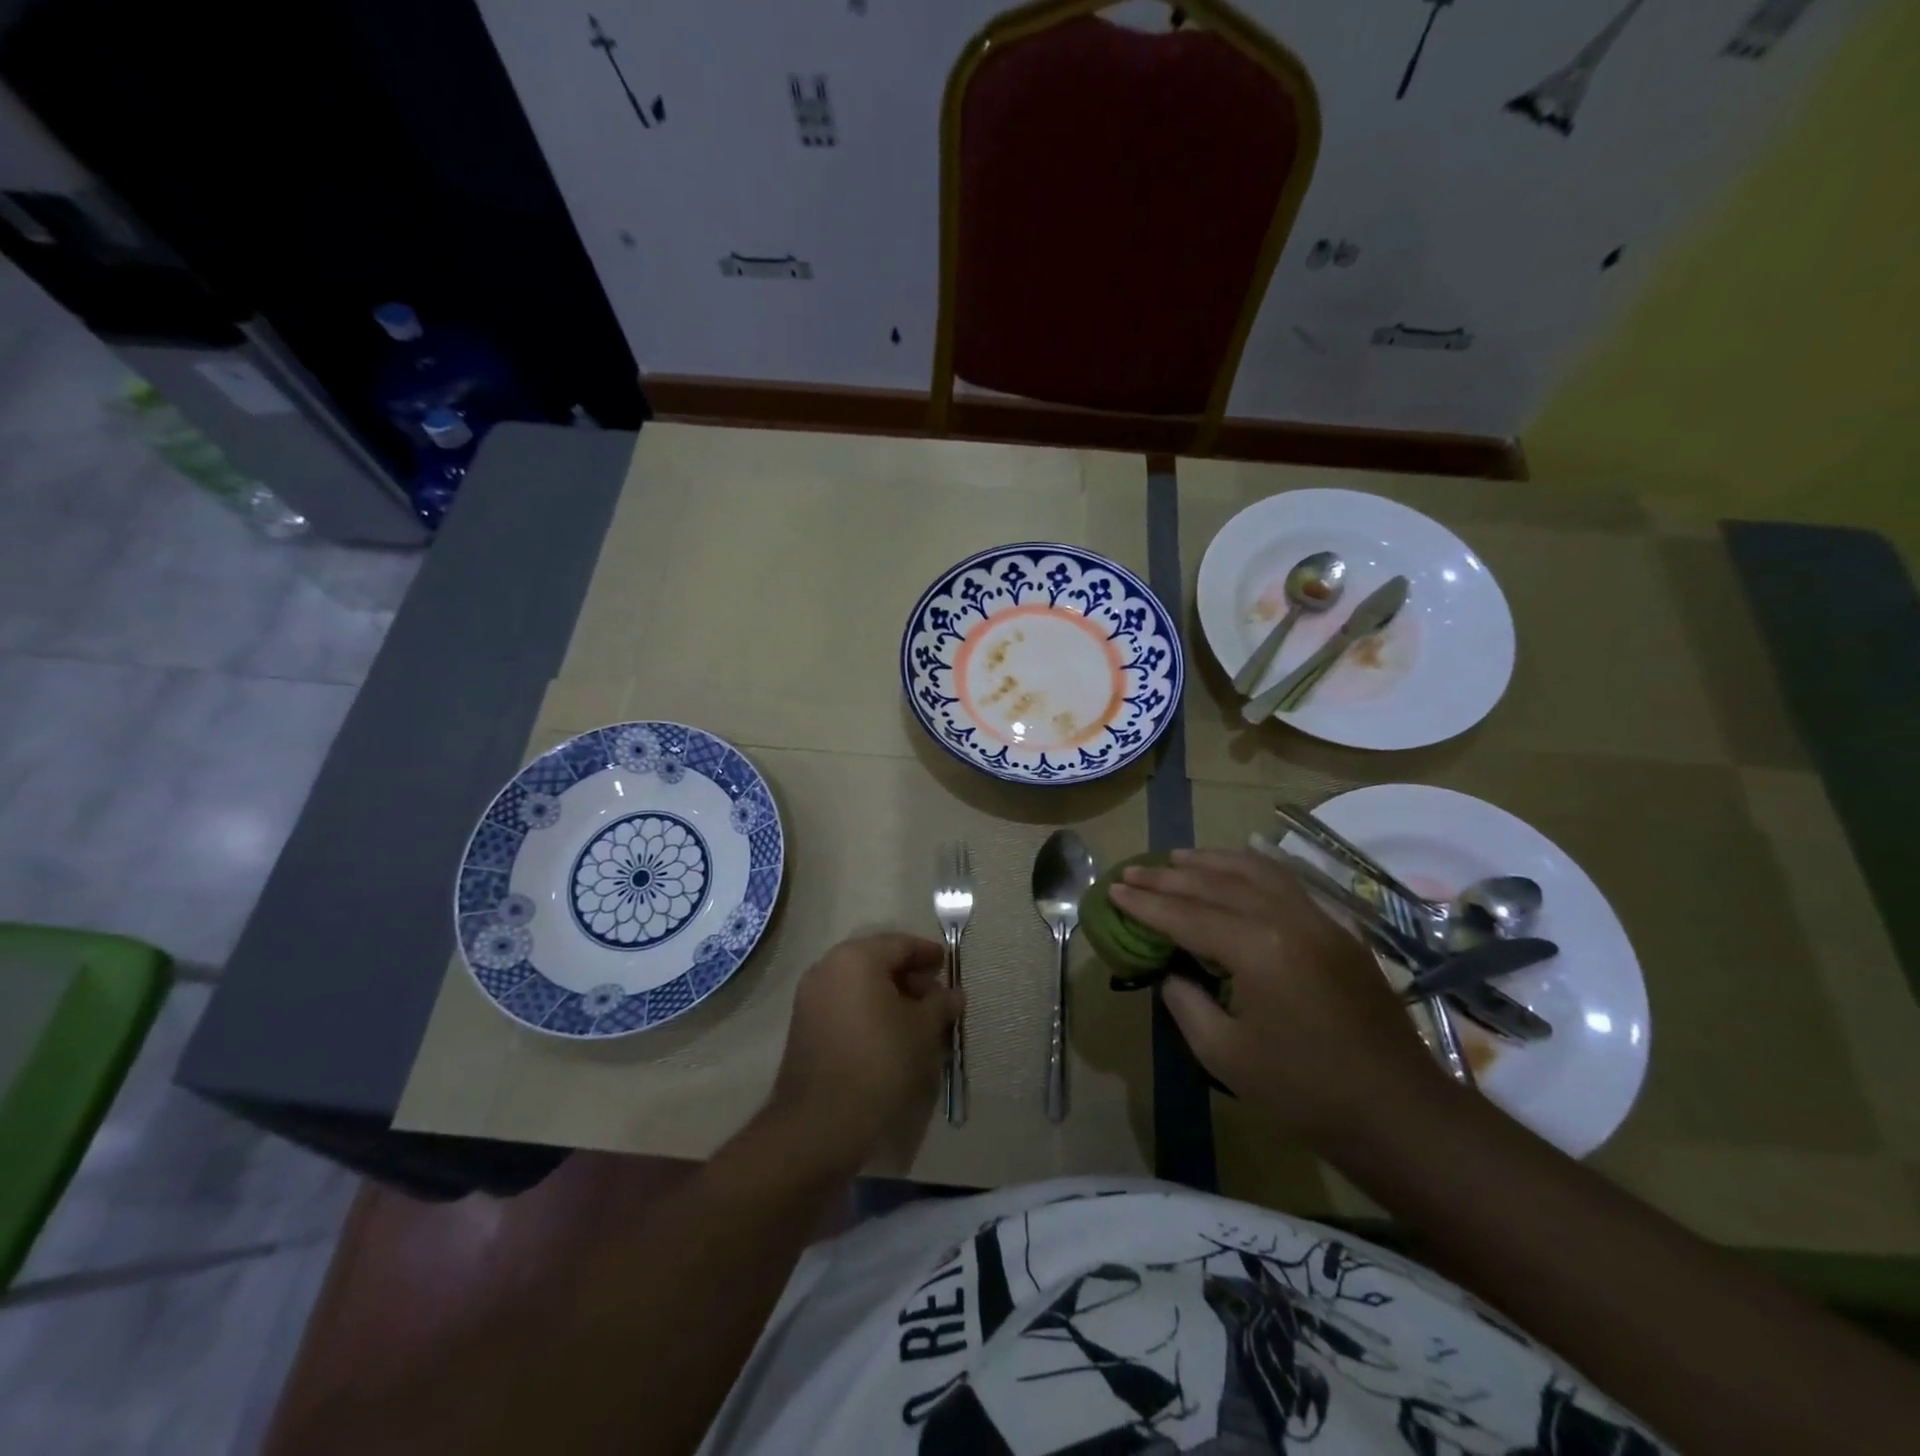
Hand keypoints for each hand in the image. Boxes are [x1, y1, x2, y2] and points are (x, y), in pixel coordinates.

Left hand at [769, 933, 960, 1170]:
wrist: (820, 1123)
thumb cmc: (879, 1062)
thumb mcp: (923, 1030)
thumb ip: (941, 1003)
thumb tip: (953, 993)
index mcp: (856, 958)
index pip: (900, 944)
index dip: (928, 954)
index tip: (949, 966)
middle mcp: (827, 968)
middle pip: (877, 961)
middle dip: (909, 976)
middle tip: (937, 998)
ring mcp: (811, 997)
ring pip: (860, 984)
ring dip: (890, 995)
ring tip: (918, 1020)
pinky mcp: (805, 1026)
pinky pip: (845, 1004)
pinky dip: (869, 1010)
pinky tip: (891, 1035)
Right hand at [1111, 848, 1442, 1140]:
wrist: (1399, 1113)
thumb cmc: (1305, 1092)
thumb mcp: (1225, 1055)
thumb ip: (1187, 1002)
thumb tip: (1172, 973)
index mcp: (1257, 948)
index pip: (1186, 914)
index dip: (1145, 904)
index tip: (1114, 890)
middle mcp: (1287, 918)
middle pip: (1216, 883)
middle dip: (1168, 877)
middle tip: (1132, 871)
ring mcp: (1318, 919)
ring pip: (1254, 870)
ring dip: (1210, 861)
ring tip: (1176, 858)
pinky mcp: (1337, 929)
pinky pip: (1284, 882)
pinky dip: (1249, 868)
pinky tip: (1233, 870)